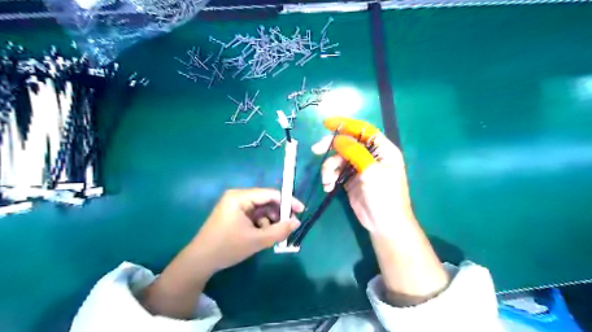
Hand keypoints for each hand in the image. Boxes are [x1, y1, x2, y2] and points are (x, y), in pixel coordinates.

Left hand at [140, 189, 302, 318]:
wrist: (200, 262)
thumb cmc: (227, 247)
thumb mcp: (257, 240)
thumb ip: (279, 231)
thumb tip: (297, 222)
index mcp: (240, 197)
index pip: (270, 194)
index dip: (287, 201)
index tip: (301, 210)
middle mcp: (238, 197)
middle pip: (266, 201)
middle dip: (279, 214)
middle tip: (290, 226)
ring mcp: (235, 206)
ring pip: (261, 210)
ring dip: (271, 221)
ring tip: (274, 235)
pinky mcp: (235, 215)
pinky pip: (254, 216)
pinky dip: (262, 225)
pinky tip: (263, 236)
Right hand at [311, 117, 412, 235]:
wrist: (384, 225)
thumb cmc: (384, 196)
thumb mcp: (371, 171)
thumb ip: (355, 152)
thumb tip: (337, 138)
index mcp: (382, 149)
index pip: (363, 130)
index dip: (345, 125)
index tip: (326, 123)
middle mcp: (370, 155)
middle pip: (347, 143)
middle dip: (331, 146)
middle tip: (316, 150)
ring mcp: (359, 167)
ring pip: (338, 158)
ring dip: (329, 168)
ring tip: (327, 181)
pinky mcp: (350, 179)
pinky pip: (336, 171)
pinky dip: (330, 177)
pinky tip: (328, 187)